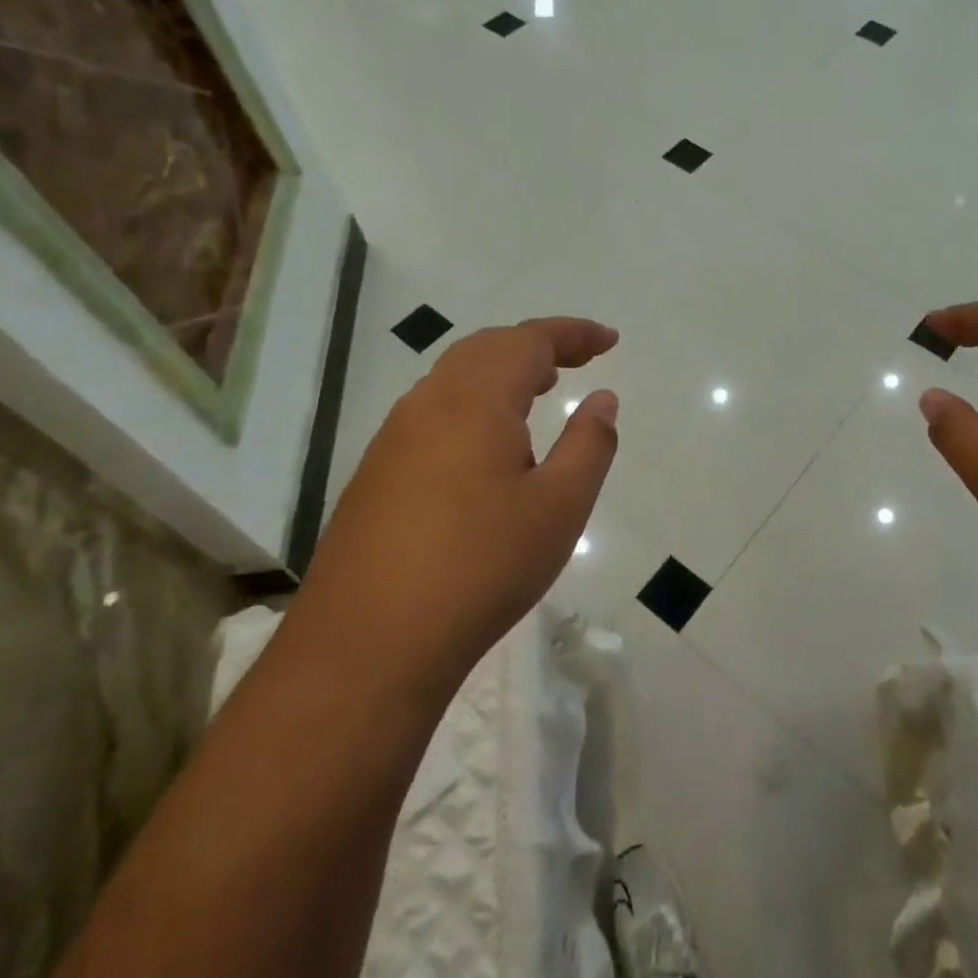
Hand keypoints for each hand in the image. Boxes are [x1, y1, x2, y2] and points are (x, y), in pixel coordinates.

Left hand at [303, 317, 619, 685]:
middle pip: (486, 348)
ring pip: (455, 379)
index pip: (528, 340)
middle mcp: (427, 404)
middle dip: (537, 345)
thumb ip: (589, 444)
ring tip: (540, 390)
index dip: (573, 333)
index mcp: (474, 400)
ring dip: (502, 372)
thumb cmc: (481, 567)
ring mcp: (393, 438)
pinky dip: (475, 403)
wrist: (368, 644)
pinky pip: (434, 412)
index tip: (609, 340)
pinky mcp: (376, 473)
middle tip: (579, 360)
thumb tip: (603, 399)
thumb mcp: (559, 507)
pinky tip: (489, 444)